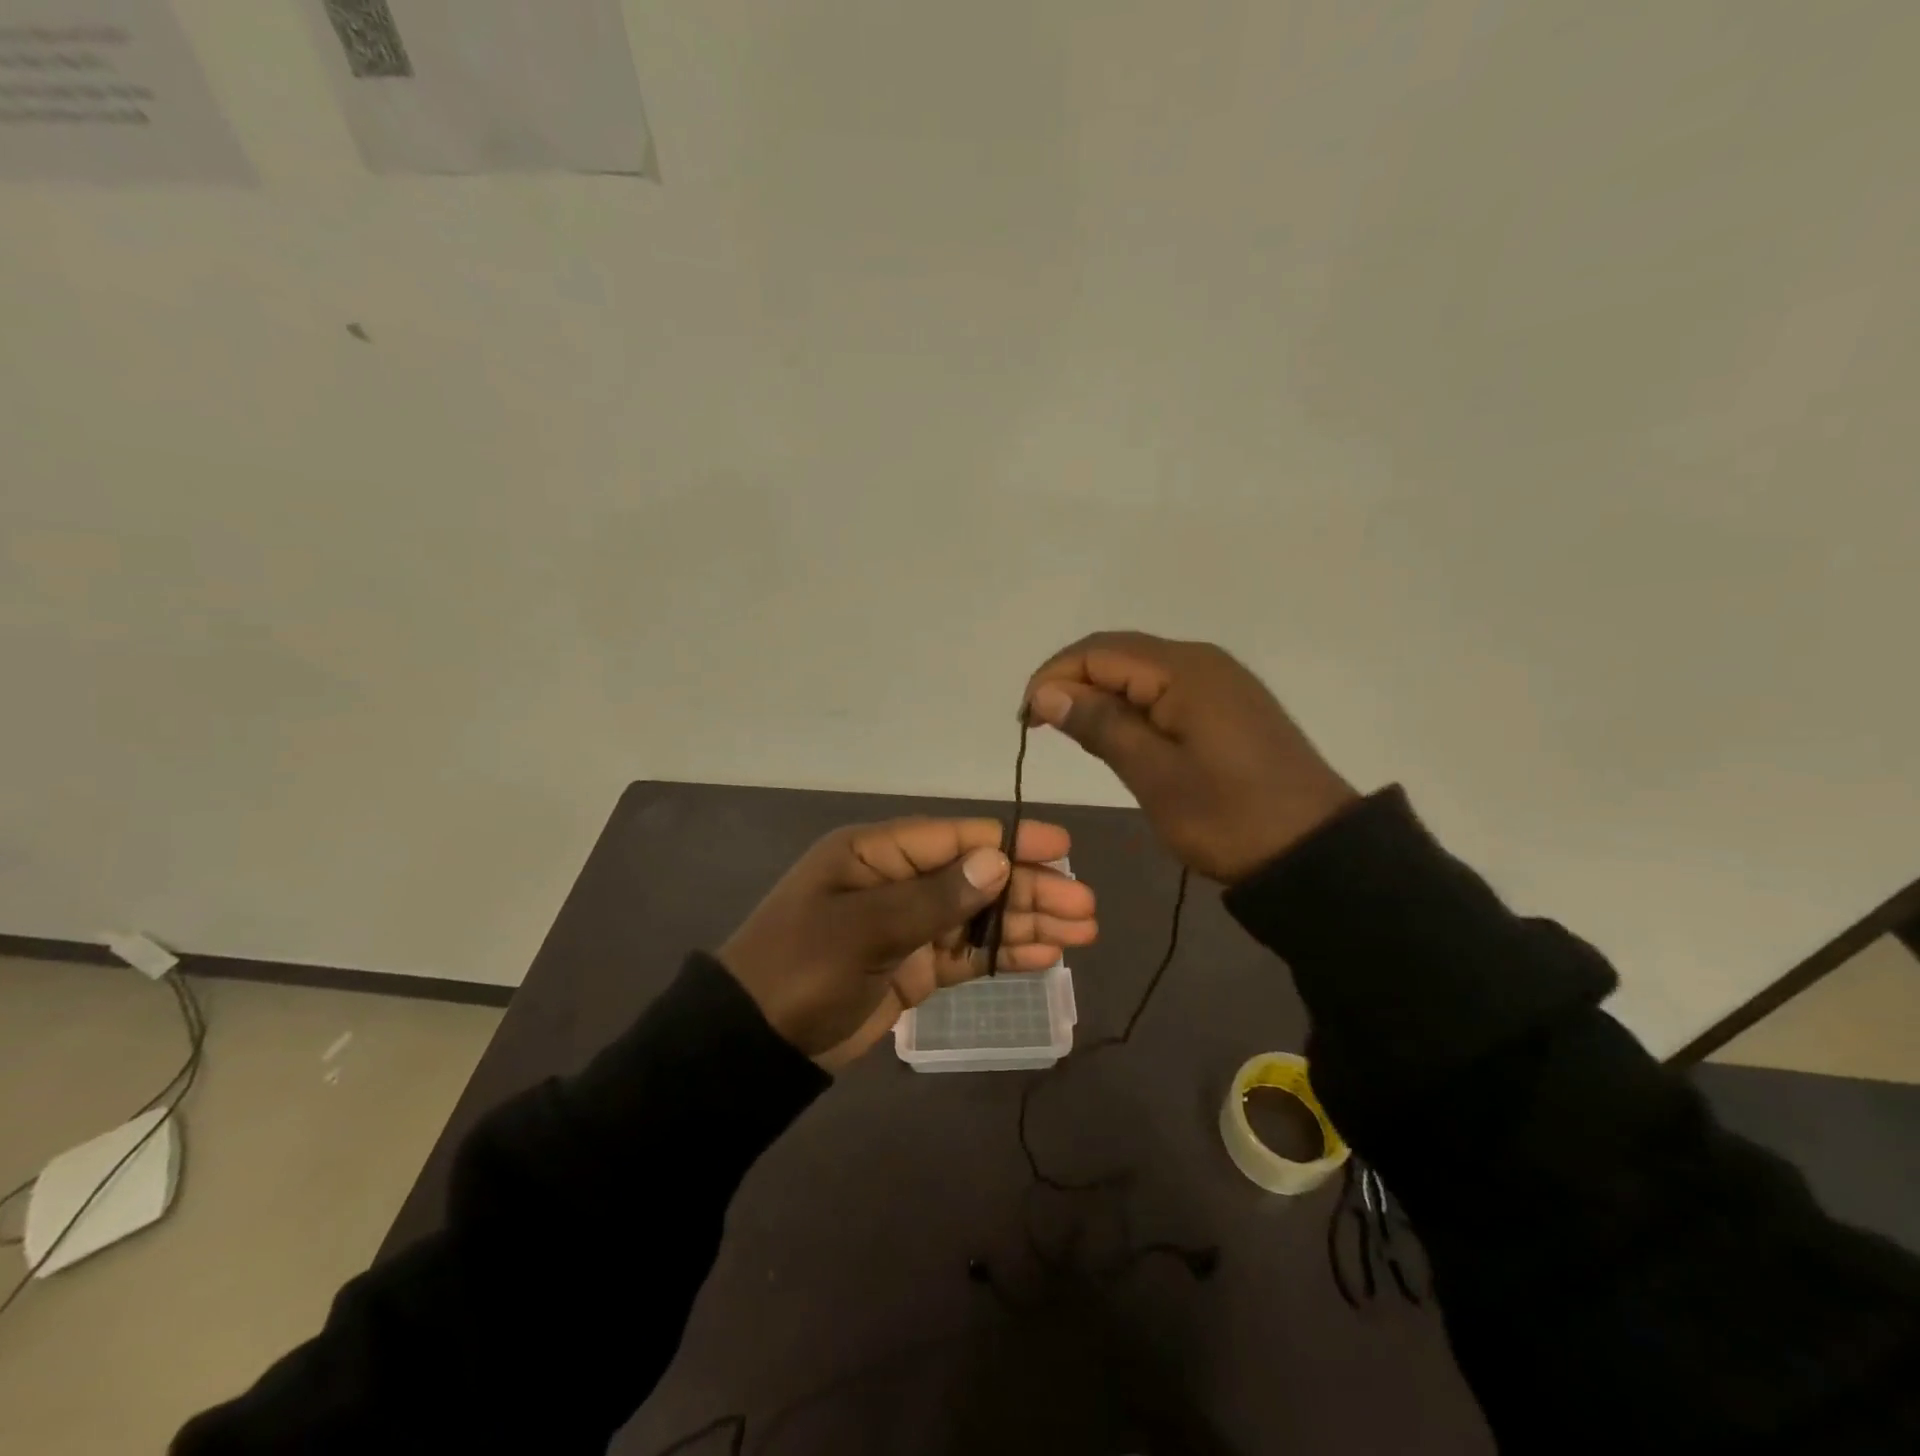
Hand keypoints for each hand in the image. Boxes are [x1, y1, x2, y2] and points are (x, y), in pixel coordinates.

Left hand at [717, 818, 1097, 1071]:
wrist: (753, 1046)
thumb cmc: (800, 970)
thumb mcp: (864, 929)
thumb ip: (934, 897)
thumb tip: (998, 861)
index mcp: (877, 854)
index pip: (956, 838)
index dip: (1011, 842)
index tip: (1063, 849)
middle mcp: (898, 881)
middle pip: (976, 877)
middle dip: (1030, 889)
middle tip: (1086, 906)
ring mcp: (907, 926)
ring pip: (979, 916)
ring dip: (1027, 922)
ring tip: (1082, 933)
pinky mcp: (913, 967)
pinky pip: (966, 954)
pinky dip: (1003, 954)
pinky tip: (1044, 957)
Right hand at [1024, 631, 1357, 883]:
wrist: (1315, 851)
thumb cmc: (1229, 816)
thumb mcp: (1154, 775)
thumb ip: (1100, 725)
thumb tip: (1048, 692)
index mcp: (1184, 670)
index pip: (1098, 652)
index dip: (1053, 677)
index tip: (1027, 719)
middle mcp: (1202, 661)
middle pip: (1118, 653)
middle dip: (1072, 681)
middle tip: (1041, 725)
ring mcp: (1219, 681)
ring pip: (1140, 671)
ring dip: (1100, 694)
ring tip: (1072, 732)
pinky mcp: (1227, 705)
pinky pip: (1164, 689)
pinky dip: (1131, 705)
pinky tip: (1118, 734)